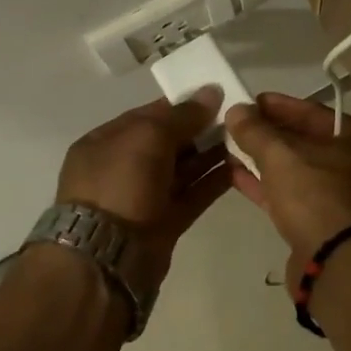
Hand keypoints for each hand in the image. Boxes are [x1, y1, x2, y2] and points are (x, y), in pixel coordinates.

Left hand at [56, 93, 232, 278]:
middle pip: (167, 141)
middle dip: (200, 129)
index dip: (182, 105)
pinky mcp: (163, 223)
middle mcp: (122, 167)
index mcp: (106, 142)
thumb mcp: (147, 137)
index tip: (216, 97)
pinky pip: (192, 194)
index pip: (148, 115)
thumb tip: (211, 92)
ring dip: (210, 154)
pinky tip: (239, 167)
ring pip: (182, 168)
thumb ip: (182, 115)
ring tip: (244, 139)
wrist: (106, 259)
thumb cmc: (119, 184)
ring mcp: (143, 197)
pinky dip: (213, 181)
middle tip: (237, 118)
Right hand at [225, 93, 350, 266]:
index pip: (314, 112)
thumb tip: (236, 110)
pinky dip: (266, 185)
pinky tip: (236, 176)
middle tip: (237, 124)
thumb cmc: (317, 195)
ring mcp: (339, 198)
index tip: (251, 101)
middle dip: (269, 134)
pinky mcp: (321, 225)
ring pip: (296, 171)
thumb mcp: (281, 155)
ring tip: (230, 146)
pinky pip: (291, 196)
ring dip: (264, 159)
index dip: (280, 105)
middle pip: (306, 142)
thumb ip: (256, 131)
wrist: (337, 264)